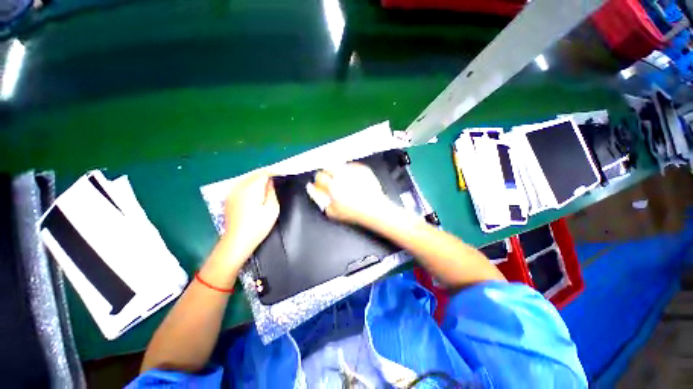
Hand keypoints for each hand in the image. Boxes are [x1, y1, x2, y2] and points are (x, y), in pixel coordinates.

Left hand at [216, 171, 279, 271]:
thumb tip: (270, 182)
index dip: (274, 172)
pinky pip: (241, 185)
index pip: (264, 173)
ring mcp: (232, 192)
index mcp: (252, 188)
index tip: (283, 173)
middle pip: (254, 174)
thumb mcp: (272, 208)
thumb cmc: (258, 226)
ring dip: (258, 179)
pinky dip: (250, 184)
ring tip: (268, 183)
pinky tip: (255, 190)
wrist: (237, 241)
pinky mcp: (229, 198)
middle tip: (277, 178)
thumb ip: (271, 192)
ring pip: (247, 179)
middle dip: (266, 174)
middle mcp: (240, 186)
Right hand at [307, 163, 392, 224]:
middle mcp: (342, 175)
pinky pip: (351, 165)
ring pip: (339, 165)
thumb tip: (311, 187)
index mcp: (333, 186)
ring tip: (343, 180)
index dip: (319, 181)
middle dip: (327, 174)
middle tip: (332, 182)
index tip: (321, 185)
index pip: (319, 176)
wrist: (375, 209)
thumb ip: (319, 199)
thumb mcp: (331, 212)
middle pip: (328, 167)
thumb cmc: (353, 213)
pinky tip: (352, 179)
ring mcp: (354, 170)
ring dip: (337, 171)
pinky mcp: (363, 168)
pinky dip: (349, 170)